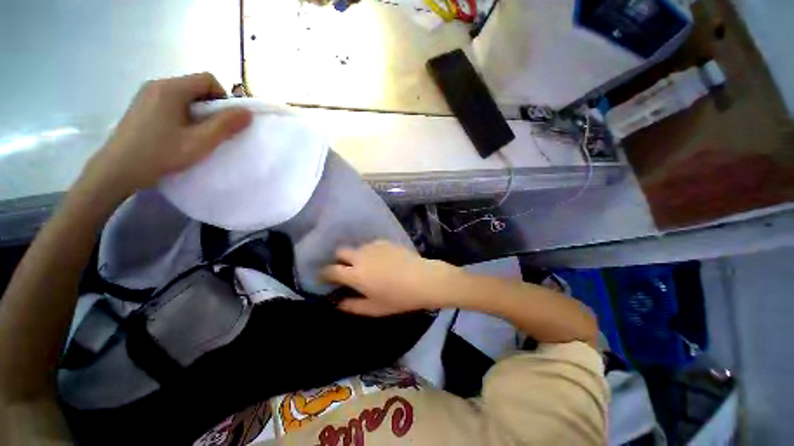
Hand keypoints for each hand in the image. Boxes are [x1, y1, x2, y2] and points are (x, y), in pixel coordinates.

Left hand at [81, 73, 252, 198]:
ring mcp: (146, 94)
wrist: (117, 170)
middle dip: (210, 107)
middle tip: (210, 131)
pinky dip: (182, 114)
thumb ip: (225, 125)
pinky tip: (177, 133)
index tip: (223, 121)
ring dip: (196, 112)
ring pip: (184, 95)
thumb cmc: (160, 154)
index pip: (208, 79)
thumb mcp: (199, 142)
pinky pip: (170, 102)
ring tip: (193, 134)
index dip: (223, 98)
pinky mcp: (141, 105)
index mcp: (171, 88)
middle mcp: (157, 84)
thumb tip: (247, 112)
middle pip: (195, 86)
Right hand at [321, 240, 464, 315]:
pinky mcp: (386, 242)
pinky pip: (371, 245)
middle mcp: (361, 256)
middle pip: (340, 251)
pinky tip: (381, 259)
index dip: (324, 273)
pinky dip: (370, 252)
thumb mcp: (374, 308)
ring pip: (357, 247)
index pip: (331, 270)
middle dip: (339, 260)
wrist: (423, 279)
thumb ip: (352, 306)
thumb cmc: (399, 298)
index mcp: (355, 274)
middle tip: (346, 270)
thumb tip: (338, 303)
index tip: (324, 277)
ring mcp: (374, 246)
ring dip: (356, 255)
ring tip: (366, 265)